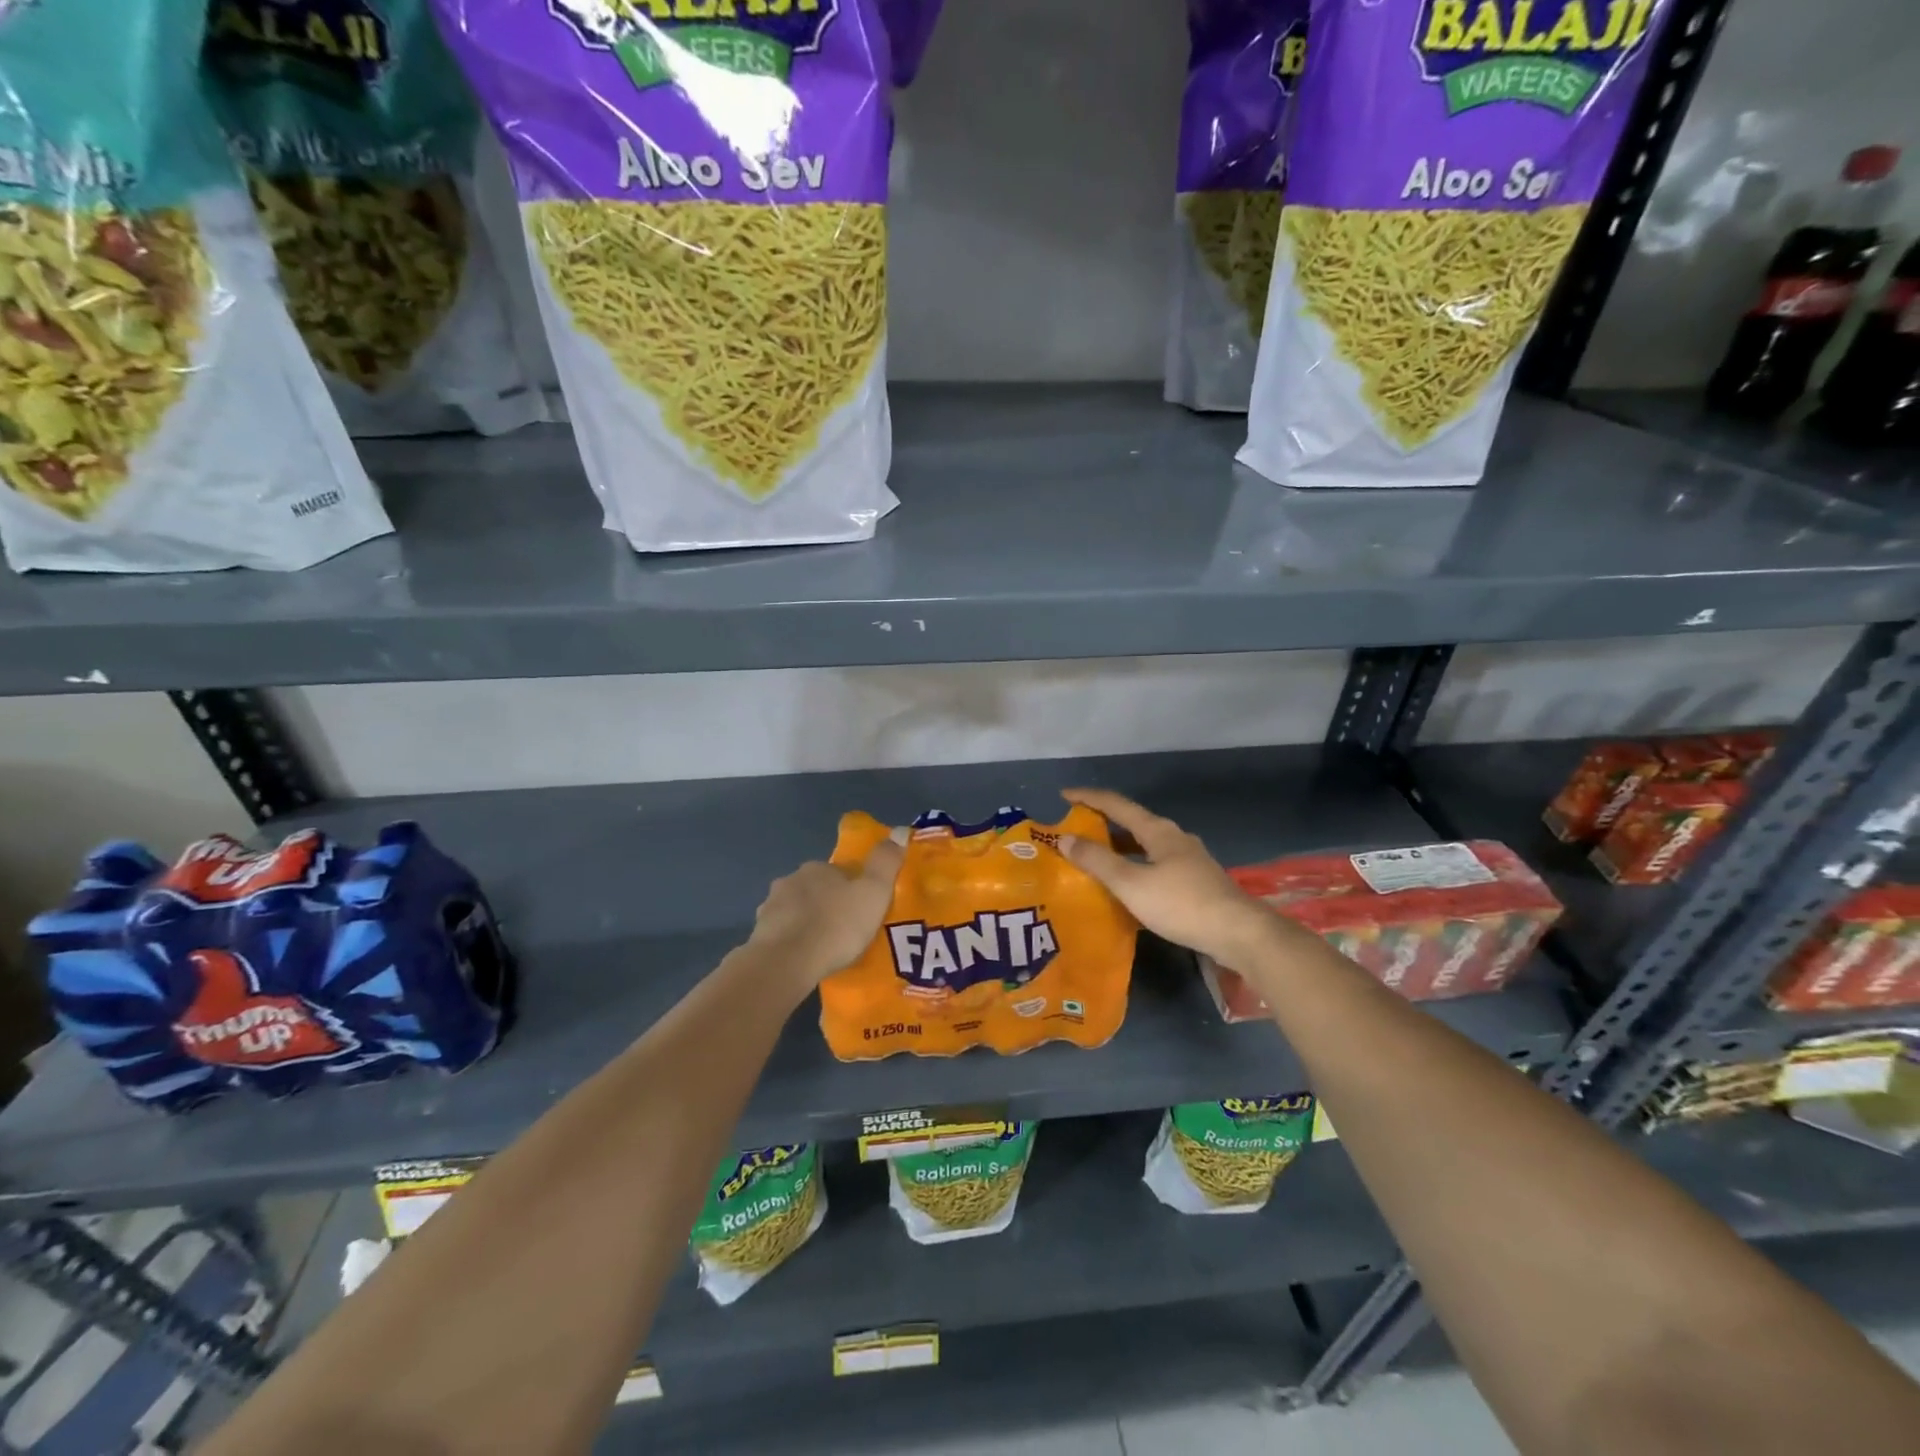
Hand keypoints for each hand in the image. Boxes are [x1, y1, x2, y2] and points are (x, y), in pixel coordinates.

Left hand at [747, 837, 904, 985]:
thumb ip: (886, 862)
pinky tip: (803, 959)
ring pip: (796, 910)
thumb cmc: (836, 925)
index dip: (853, 889)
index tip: (864, 909)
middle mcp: (791, 880)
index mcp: (819, 868)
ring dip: (807, 922)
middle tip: (846, 931)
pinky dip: (792, 942)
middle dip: (828, 904)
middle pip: (816, 889)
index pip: (840, 872)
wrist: (787, 962)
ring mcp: (771, 907)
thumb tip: (901, 830)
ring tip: (824, 948)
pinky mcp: (759, 934)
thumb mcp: (873, 892)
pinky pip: (781, 934)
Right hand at [1058, 788, 1280, 966]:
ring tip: (1095, 859)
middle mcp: (1174, 837)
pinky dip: (1135, 867)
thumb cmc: (1181, 904)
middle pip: (1132, 823)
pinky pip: (1156, 864)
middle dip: (1103, 823)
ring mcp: (1188, 859)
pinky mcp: (1196, 881)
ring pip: (1145, 845)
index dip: (1088, 798)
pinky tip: (1128, 886)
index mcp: (1158, 831)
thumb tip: (1065, 838)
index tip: (1063, 795)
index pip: (1116, 804)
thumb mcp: (1131, 884)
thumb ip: (1098, 861)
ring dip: (1119, 848)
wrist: (1238, 933)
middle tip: (1075, 831)